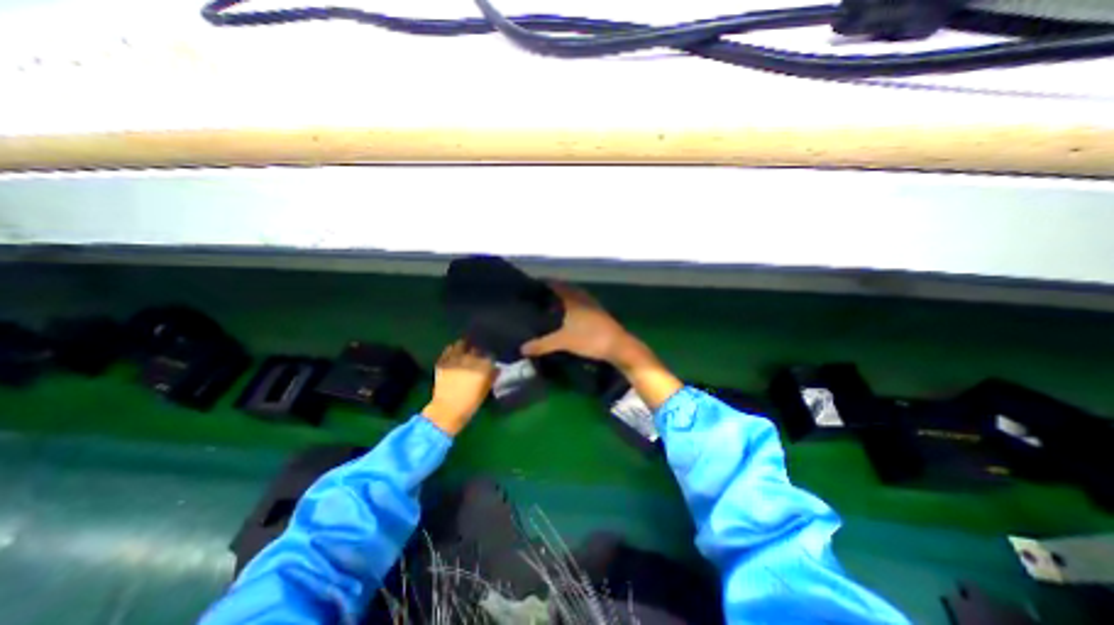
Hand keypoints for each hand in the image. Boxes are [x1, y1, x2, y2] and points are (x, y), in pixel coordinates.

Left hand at [424, 342, 492, 433]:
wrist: (447, 411)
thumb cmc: (470, 403)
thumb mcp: (485, 390)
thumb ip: (492, 376)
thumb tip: (496, 367)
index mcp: (483, 366)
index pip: (490, 354)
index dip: (490, 356)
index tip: (489, 359)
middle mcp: (470, 359)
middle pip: (477, 348)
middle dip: (478, 351)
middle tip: (478, 355)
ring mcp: (455, 359)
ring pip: (462, 344)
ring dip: (465, 347)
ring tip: (465, 350)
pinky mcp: (443, 361)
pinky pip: (449, 349)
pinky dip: (452, 350)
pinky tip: (454, 354)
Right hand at [528, 283, 683, 409]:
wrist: (618, 346)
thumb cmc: (590, 338)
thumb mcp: (563, 341)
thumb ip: (542, 344)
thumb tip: (522, 348)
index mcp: (573, 298)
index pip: (555, 284)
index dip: (544, 283)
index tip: (532, 285)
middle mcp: (583, 297)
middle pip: (565, 289)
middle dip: (552, 292)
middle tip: (538, 298)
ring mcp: (592, 305)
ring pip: (574, 297)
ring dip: (563, 300)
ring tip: (550, 308)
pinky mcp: (599, 314)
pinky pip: (580, 305)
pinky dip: (572, 308)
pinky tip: (568, 319)